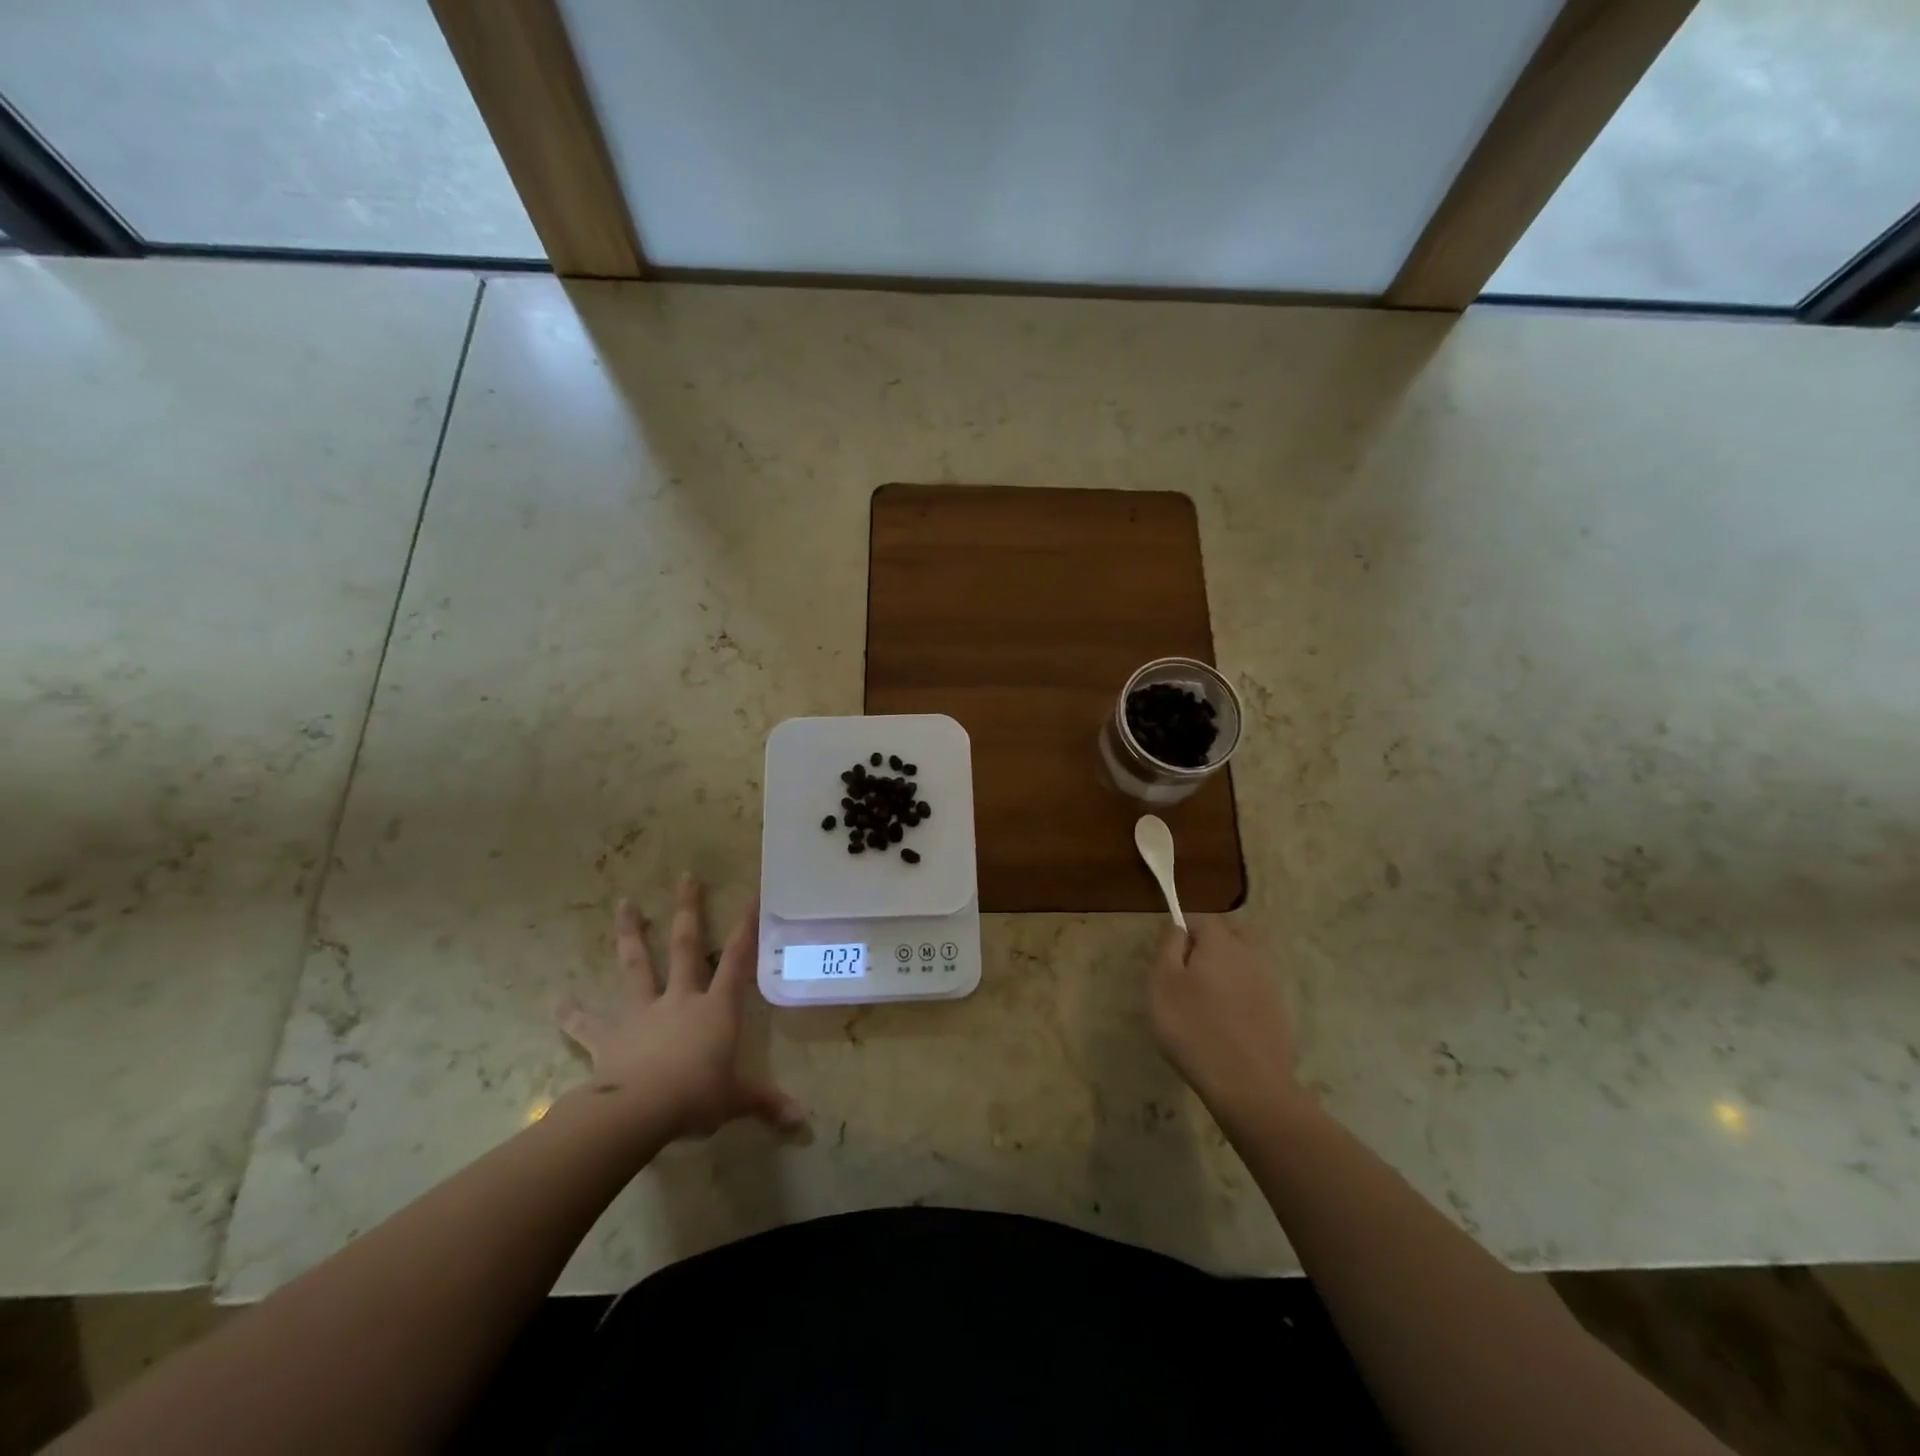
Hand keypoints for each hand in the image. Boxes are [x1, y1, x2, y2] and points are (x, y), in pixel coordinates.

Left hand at [557, 875, 804, 1138]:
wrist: (639, 1111)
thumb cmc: (696, 1097)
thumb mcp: (738, 1100)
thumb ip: (768, 1104)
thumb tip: (805, 1123)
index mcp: (715, 1008)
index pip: (737, 960)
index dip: (747, 927)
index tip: (752, 893)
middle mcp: (680, 999)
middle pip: (686, 946)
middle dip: (688, 910)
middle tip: (685, 876)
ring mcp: (642, 1013)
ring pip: (636, 966)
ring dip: (630, 934)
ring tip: (624, 903)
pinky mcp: (609, 1036)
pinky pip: (587, 1023)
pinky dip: (570, 1013)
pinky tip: (553, 1001)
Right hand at [1149, 916, 1305, 1119]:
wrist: (1249, 1087)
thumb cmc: (1194, 1028)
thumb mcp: (1162, 982)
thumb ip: (1168, 945)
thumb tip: (1179, 927)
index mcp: (1221, 944)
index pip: (1201, 921)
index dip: (1182, 936)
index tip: (1168, 964)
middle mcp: (1250, 957)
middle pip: (1223, 943)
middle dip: (1203, 957)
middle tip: (1182, 988)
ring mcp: (1269, 987)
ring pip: (1237, 970)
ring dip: (1220, 982)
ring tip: (1201, 1013)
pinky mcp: (1278, 1015)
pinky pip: (1250, 997)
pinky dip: (1236, 1006)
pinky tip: (1223, 1032)